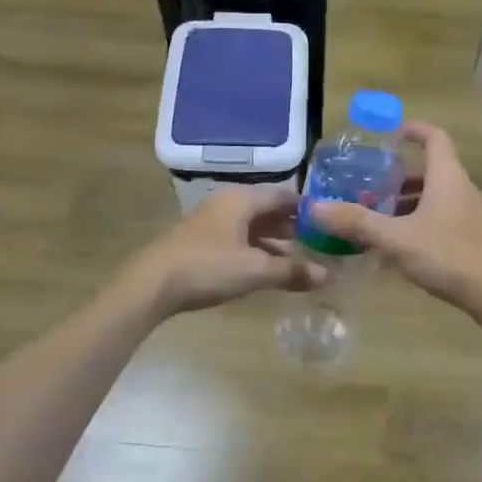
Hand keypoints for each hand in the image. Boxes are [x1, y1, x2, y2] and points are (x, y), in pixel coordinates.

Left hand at [122, 188, 325, 316]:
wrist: (151, 285)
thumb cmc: (207, 268)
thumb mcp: (255, 270)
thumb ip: (292, 271)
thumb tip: (328, 276)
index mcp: (242, 200)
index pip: (284, 196)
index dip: (308, 207)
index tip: (331, 221)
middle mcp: (227, 204)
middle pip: (268, 210)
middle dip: (293, 226)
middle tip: (320, 242)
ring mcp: (212, 223)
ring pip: (252, 226)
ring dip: (275, 240)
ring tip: (299, 257)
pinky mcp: (201, 242)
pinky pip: (238, 239)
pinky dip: (256, 250)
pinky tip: (266, 269)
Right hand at [312, 123, 481, 313]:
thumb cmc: (450, 256)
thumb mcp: (396, 239)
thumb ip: (356, 223)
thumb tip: (314, 207)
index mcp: (447, 177)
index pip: (434, 137)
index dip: (413, 130)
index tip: (390, 134)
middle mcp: (462, 190)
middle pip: (430, 171)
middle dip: (398, 178)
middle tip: (369, 189)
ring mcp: (472, 216)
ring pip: (436, 199)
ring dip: (409, 205)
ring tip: (379, 221)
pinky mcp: (476, 240)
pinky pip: (443, 221)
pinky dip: (421, 225)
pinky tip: (403, 251)